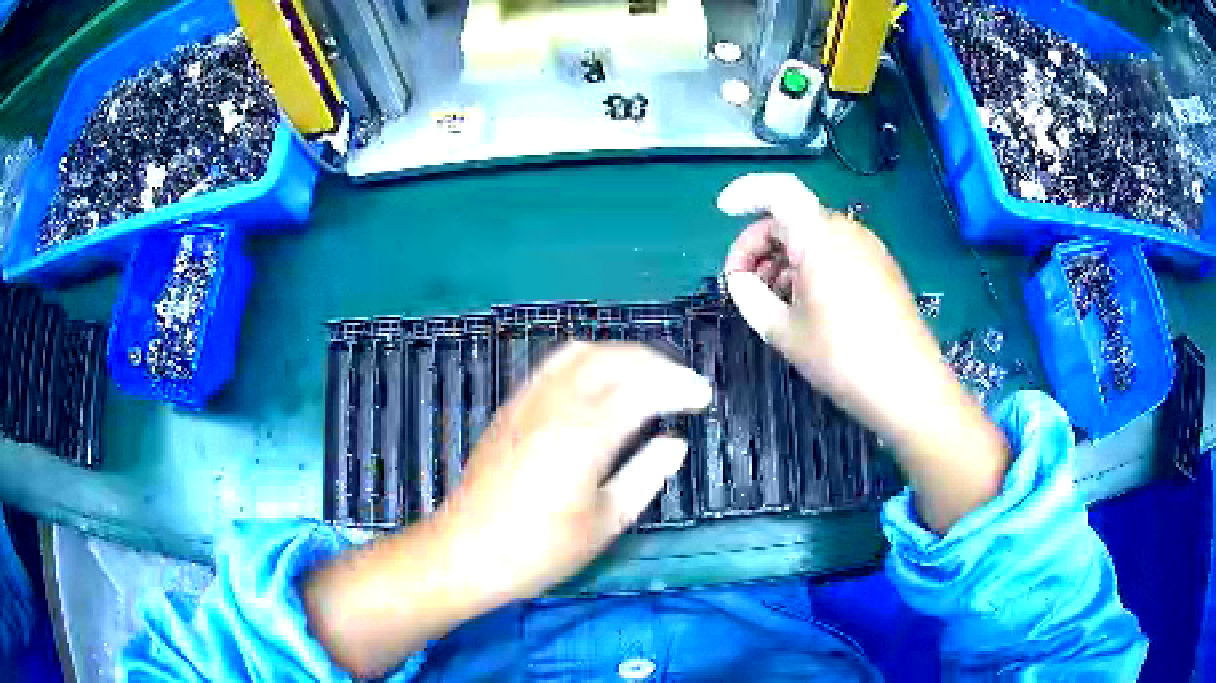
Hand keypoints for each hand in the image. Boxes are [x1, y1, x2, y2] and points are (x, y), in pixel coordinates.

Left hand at [441, 342, 711, 603]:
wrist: (466, 551)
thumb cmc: (539, 550)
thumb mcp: (605, 523)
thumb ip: (646, 476)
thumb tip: (675, 443)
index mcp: (584, 435)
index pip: (643, 390)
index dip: (680, 387)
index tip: (703, 397)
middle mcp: (555, 404)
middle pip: (614, 358)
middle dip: (656, 363)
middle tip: (682, 385)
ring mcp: (527, 400)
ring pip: (582, 353)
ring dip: (622, 356)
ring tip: (647, 378)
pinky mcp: (511, 406)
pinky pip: (555, 364)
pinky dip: (589, 361)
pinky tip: (600, 385)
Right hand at [719, 173, 1007, 533]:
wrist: (908, 385)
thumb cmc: (842, 357)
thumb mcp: (784, 332)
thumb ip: (751, 298)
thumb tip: (740, 282)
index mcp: (818, 236)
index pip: (778, 191)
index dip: (746, 192)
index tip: (723, 212)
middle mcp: (846, 231)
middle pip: (793, 217)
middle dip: (760, 243)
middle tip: (741, 282)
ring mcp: (869, 249)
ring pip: (815, 237)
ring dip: (785, 258)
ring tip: (771, 300)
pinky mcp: (882, 269)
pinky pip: (837, 252)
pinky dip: (811, 266)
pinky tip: (804, 304)